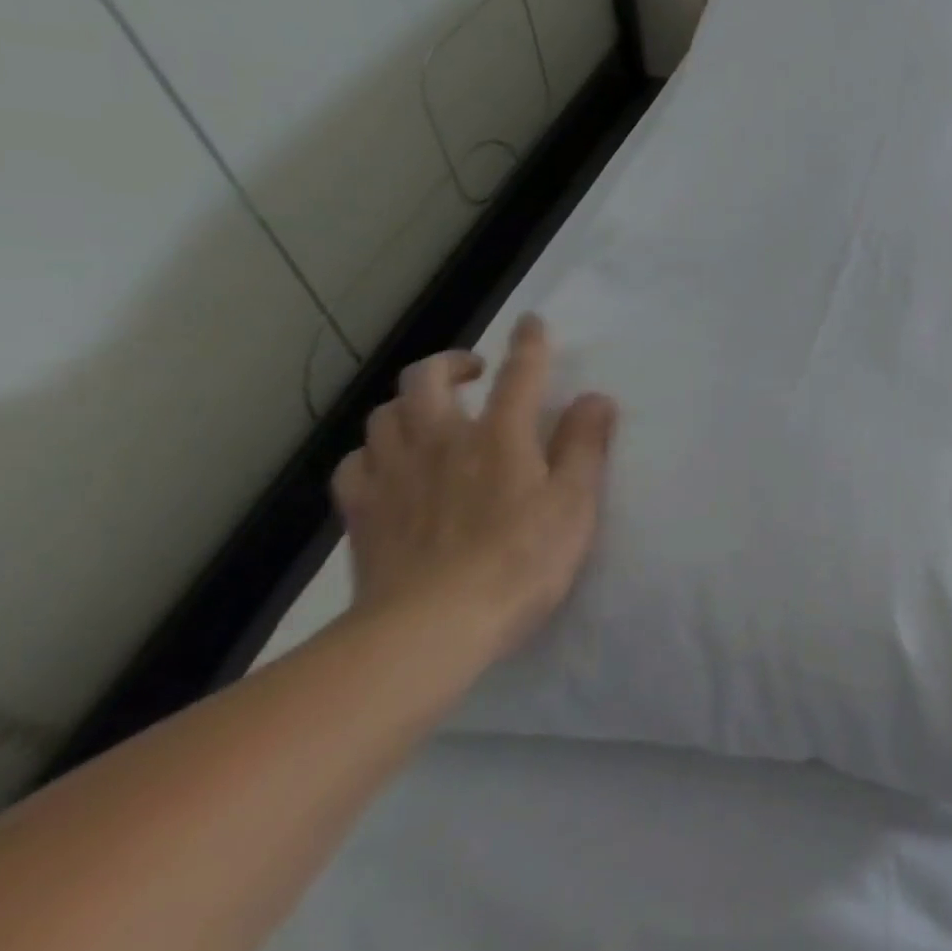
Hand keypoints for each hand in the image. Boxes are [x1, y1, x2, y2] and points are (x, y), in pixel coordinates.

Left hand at [332, 313, 618, 663]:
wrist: (429, 629)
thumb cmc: (519, 563)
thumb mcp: (574, 504)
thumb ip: (585, 446)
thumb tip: (596, 398)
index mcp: (500, 436)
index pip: (519, 373)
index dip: (529, 343)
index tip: (532, 322)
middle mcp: (441, 441)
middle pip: (427, 378)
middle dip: (451, 361)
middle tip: (473, 370)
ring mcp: (393, 474)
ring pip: (385, 414)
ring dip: (409, 402)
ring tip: (430, 413)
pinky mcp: (362, 511)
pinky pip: (355, 462)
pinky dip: (373, 451)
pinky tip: (388, 463)